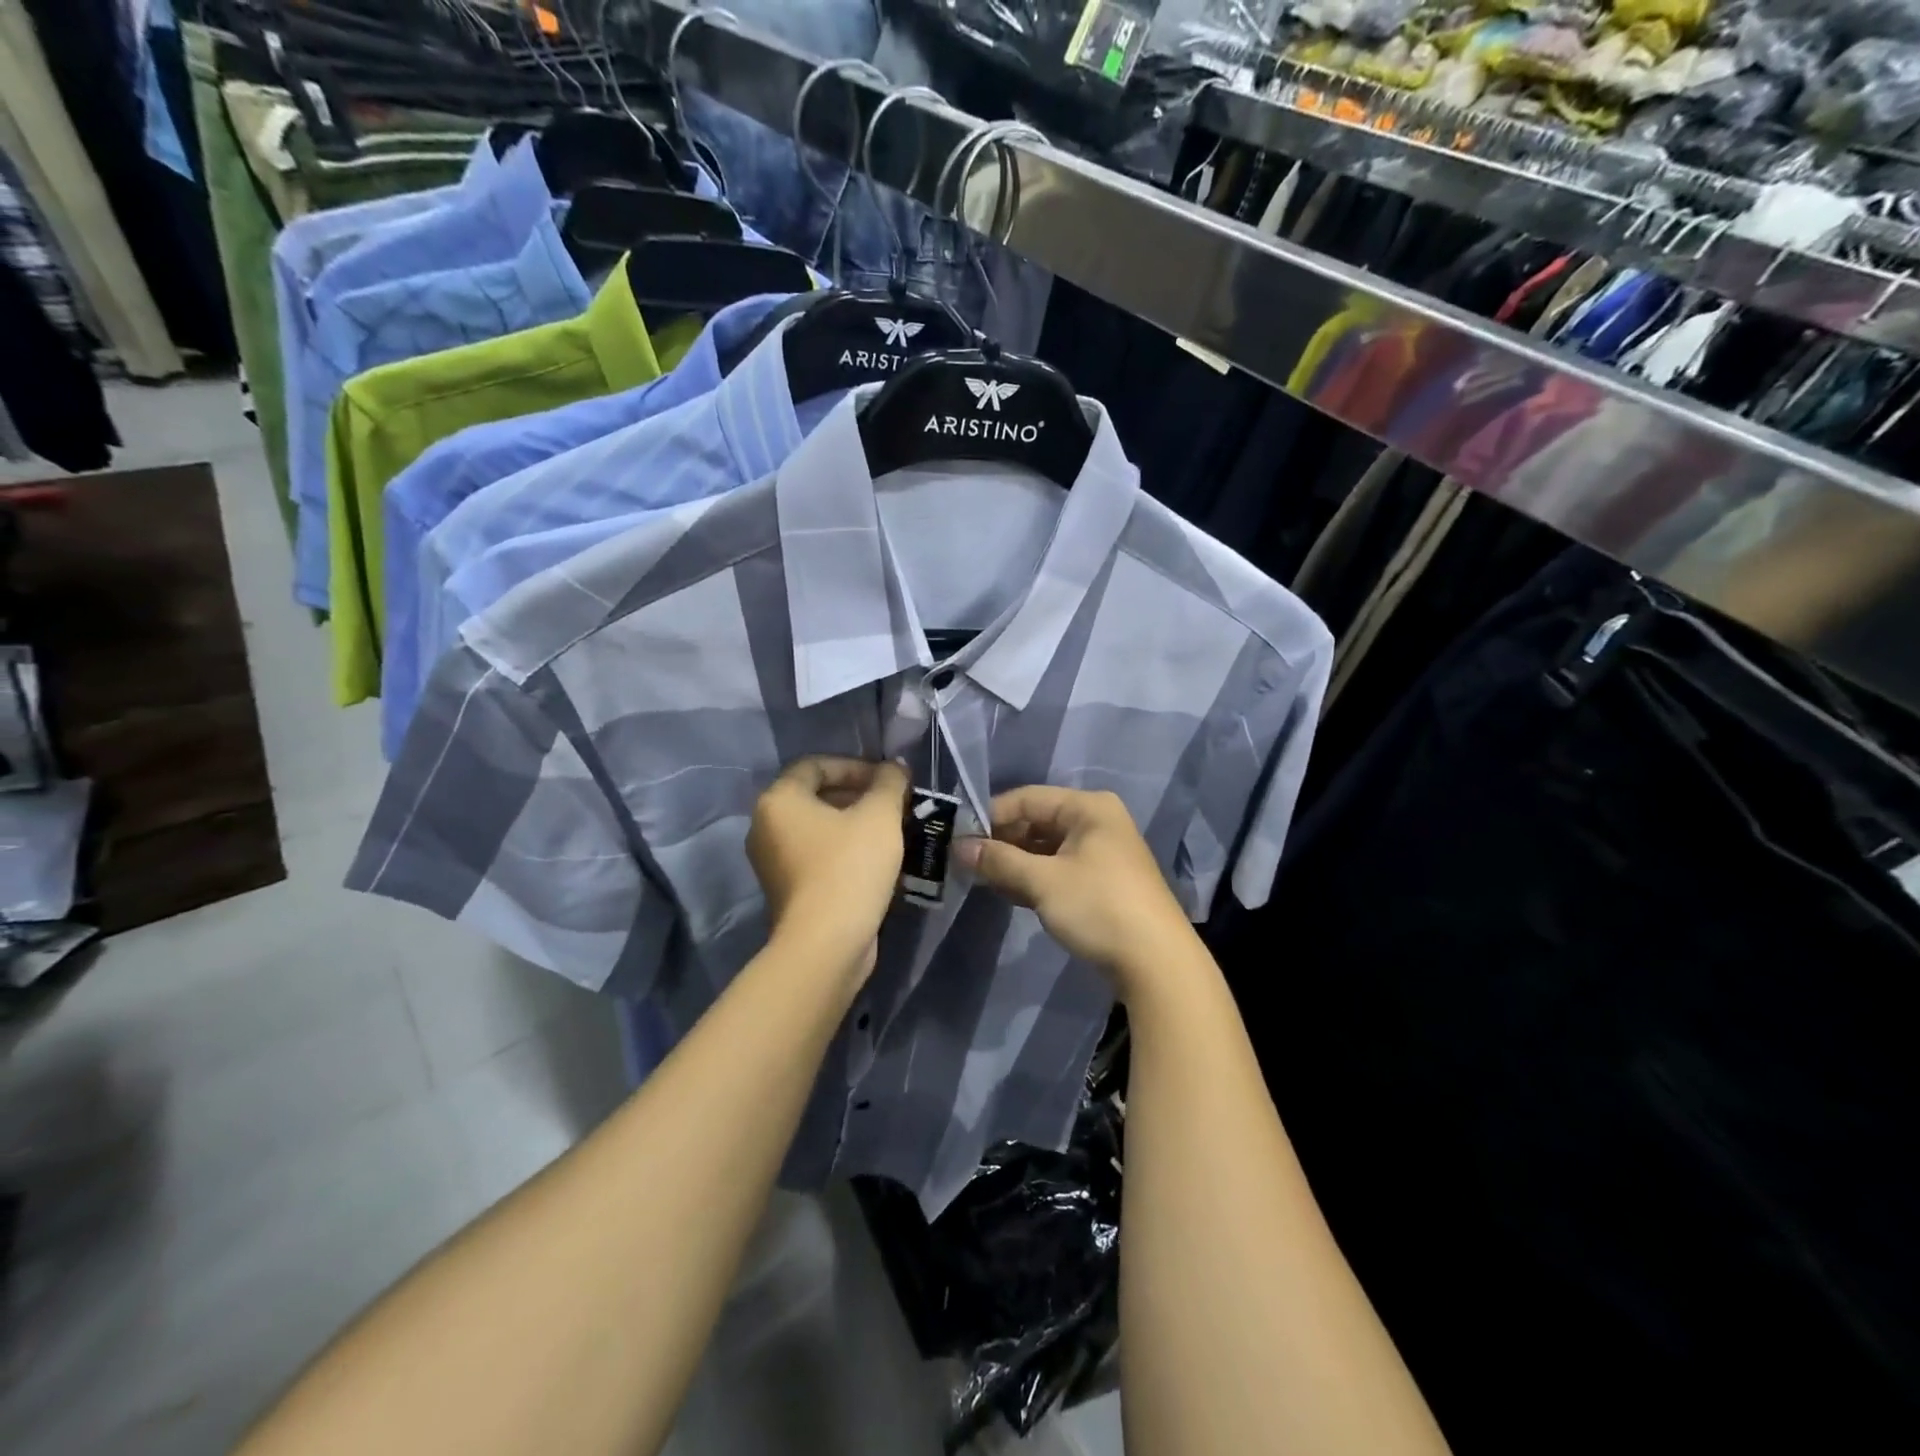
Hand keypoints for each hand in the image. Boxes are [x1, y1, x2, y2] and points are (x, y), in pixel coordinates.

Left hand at [747, 757, 910, 983]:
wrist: (827, 944)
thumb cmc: (850, 867)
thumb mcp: (880, 815)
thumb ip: (889, 783)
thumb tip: (894, 768)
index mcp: (778, 800)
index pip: (816, 765)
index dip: (856, 765)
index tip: (888, 780)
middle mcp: (766, 827)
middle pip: (817, 796)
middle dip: (860, 796)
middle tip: (896, 805)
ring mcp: (773, 863)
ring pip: (820, 829)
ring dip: (857, 825)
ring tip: (894, 832)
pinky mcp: (788, 891)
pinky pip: (819, 857)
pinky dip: (846, 852)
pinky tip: (880, 862)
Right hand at [956, 787, 1196, 997]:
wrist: (1157, 963)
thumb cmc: (1099, 907)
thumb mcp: (1043, 881)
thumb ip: (999, 860)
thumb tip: (958, 847)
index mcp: (1088, 808)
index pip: (1026, 799)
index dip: (989, 817)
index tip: (957, 839)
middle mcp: (1096, 822)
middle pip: (1035, 822)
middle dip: (1000, 842)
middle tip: (964, 863)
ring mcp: (1100, 853)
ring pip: (1044, 849)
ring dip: (1013, 863)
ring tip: (980, 879)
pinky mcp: (1100, 882)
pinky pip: (1056, 869)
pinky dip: (1032, 878)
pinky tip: (1006, 892)